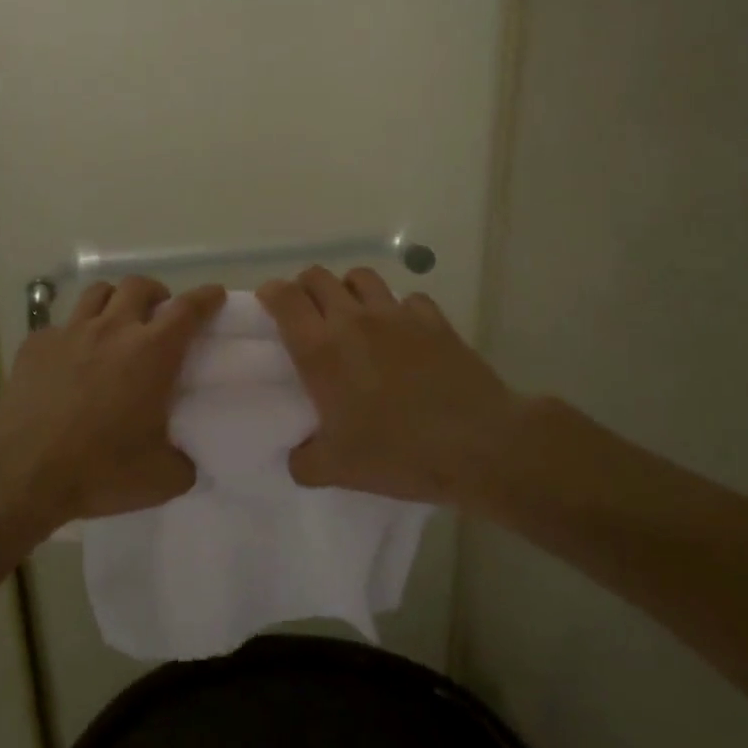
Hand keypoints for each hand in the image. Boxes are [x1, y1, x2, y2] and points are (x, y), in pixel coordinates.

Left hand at [0, 276, 225, 531]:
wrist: (21, 471)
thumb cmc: (99, 470)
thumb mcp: (161, 479)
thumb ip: (184, 464)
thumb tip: (187, 461)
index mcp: (151, 353)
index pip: (187, 309)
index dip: (205, 298)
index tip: (215, 294)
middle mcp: (112, 330)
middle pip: (138, 286)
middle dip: (156, 292)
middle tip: (159, 314)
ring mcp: (69, 332)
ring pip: (97, 293)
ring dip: (115, 301)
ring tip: (116, 323)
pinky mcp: (35, 344)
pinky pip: (61, 324)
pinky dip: (74, 333)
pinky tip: (70, 359)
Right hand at [257, 266, 520, 509]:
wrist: (479, 445)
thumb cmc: (398, 454)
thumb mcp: (337, 470)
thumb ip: (304, 461)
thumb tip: (297, 457)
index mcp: (320, 350)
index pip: (283, 297)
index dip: (271, 294)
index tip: (268, 305)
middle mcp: (353, 320)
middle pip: (318, 276)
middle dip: (305, 288)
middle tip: (307, 315)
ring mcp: (396, 315)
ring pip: (360, 276)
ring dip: (348, 289)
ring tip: (352, 315)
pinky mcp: (433, 319)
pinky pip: (406, 298)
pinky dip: (397, 308)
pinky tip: (402, 333)